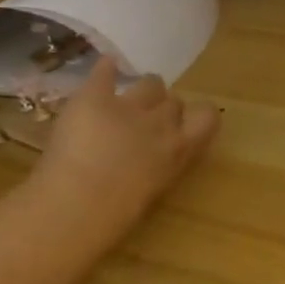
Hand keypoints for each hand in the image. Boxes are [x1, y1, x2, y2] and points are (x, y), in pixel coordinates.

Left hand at [30, 62, 220, 239]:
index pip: (208, 117)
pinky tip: (105, 67)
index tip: (185, 125)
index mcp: (179, 149)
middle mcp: (161, 122)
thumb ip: (162, 166)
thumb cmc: (116, 215)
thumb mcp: (153, 191)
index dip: (198, 116)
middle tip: (144, 125)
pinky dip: (106, 69)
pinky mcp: (95, 97)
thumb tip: (157, 160)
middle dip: (163, 109)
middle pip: (174, 101)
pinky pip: (106, 71)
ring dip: (142, 92)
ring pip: (150, 83)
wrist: (76, 204)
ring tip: (125, 102)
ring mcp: (129, 106)